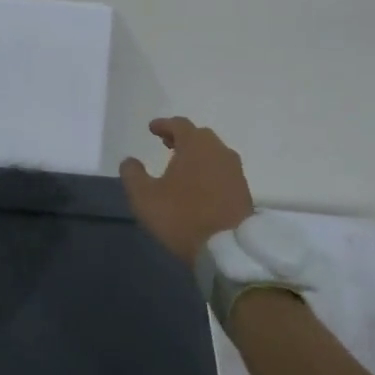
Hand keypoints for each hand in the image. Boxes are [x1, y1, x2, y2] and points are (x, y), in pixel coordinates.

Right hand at [119, 118, 253, 265]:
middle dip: (181, 137)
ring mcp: (235, 171)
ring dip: (197, 155)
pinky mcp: (244, 191)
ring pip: (214, 154)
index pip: (179, 124)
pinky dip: (209, 171)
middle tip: (167, 144)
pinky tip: (200, 185)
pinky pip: (223, 171)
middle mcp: (219, 151)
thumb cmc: (182, 217)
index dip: (164, 125)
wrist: (228, 250)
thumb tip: (129, 161)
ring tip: (182, 166)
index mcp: (195, 145)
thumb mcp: (144, 197)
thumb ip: (133, 174)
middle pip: (199, 136)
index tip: (152, 129)